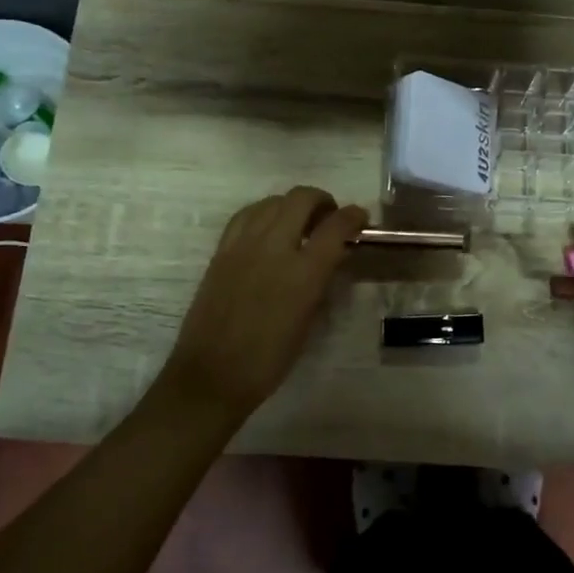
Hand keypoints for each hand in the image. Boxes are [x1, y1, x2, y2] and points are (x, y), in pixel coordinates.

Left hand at [157, 187, 369, 419]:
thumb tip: (333, 256)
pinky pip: (246, 215)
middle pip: (301, 198)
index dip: (353, 216)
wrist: (213, 374)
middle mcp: (274, 248)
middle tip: (329, 217)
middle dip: (322, 200)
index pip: (335, 227)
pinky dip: (264, 212)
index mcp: (303, 273)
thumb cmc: (270, 359)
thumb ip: (322, 281)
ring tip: (299, 222)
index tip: (360, 217)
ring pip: (272, 201)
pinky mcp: (221, 251)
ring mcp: (243, 245)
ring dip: (292, 204)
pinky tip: (268, 227)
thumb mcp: (308, 321)